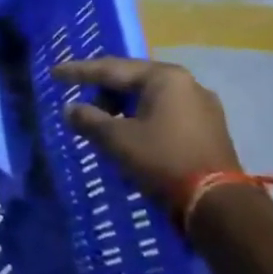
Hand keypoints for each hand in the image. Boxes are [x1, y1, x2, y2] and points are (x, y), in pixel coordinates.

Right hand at [53, 57, 240, 216]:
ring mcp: (203, 107)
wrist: (218, 205)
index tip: (55, 74)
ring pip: (149, 98)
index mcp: (164, 77)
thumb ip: (88, 119)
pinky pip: (165, 114)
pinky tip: (129, 134)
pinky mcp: (209, 129)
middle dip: (103, 91)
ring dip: (122, 107)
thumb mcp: (116, 139)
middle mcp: (187, 84)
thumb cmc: (162, 161)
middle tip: (80, 102)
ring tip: (102, 122)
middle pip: (133, 80)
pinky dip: (141, 119)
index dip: (79, 71)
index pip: (111, 68)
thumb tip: (71, 109)